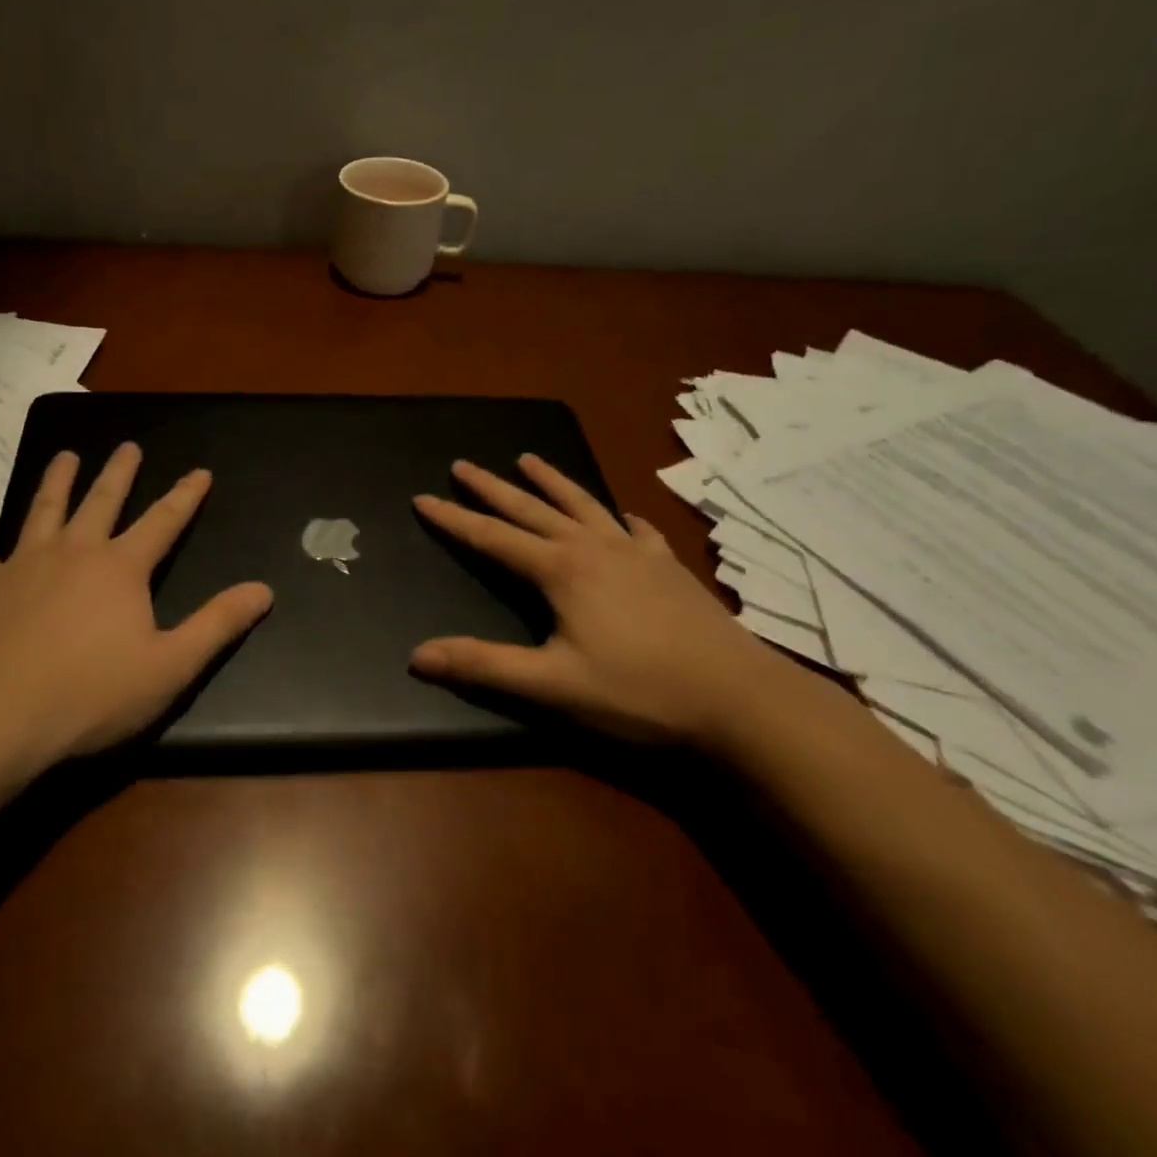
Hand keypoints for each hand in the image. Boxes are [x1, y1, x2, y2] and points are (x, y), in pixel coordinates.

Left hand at [0, 443, 273, 768]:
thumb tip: (263, 589)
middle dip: (120, 471)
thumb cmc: (91, 695)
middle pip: (101, 499)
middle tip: (128, 446)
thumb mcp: (171, 666)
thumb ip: (218, 624)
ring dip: (57, 480)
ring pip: (43, 508)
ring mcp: (22, 564)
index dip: (186, 495)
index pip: (164, 521)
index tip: (200, 471)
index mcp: (121, 568)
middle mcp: (73, 551)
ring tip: (65, 457)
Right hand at [410, 454, 798, 746]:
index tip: (422, 498)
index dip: (454, 519)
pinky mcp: (669, 567)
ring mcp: (637, 553)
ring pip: (583, 505)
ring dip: (552, 481)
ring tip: (528, 458)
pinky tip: (622, 514)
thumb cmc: (639, 691)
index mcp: (561, 570)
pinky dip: (620, 516)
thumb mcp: (553, 685)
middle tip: (461, 464)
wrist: (741, 698)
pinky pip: (637, 529)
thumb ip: (483, 666)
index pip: (493, 537)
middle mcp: (594, 548)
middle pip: (532, 509)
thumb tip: (416, 656)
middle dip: (493, 487)